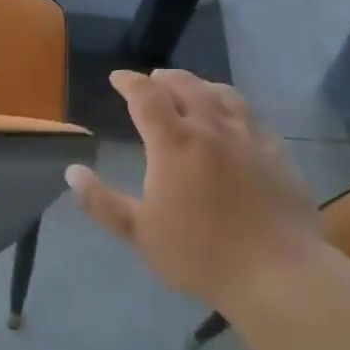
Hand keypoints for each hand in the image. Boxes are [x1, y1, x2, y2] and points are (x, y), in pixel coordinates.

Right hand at [67, 69, 320, 305]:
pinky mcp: (276, 152)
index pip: (146, 96)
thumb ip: (102, 202)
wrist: (277, 271)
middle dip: (163, 78)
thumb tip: (72, 171)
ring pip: (221, 94)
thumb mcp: (140, 233)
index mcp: (174, 142)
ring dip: (199, 85)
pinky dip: (232, 106)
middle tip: (152, 81)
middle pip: (185, 85)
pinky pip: (250, 115)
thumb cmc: (200, 253)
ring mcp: (248, 137)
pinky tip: (233, 119)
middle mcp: (210, 127)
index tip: (117, 78)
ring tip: (191, 89)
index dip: (129, 82)